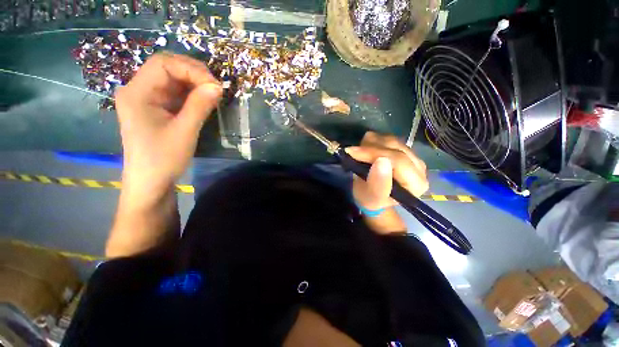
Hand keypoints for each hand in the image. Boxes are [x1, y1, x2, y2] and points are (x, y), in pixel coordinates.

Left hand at [115, 53, 221, 203]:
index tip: (215, 86)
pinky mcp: (155, 108)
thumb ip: (200, 106)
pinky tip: (203, 100)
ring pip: (172, 79)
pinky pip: (174, 92)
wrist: (150, 182)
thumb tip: (218, 86)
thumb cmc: (163, 159)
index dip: (191, 69)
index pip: (163, 64)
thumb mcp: (184, 132)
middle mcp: (138, 90)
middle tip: (216, 89)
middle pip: (167, 67)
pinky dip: (191, 93)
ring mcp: (146, 99)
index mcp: (137, 93)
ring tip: (213, 94)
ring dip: (194, 83)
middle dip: (194, 73)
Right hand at [346, 132, 428, 210]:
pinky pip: (387, 137)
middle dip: (370, 148)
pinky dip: (373, 141)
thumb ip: (378, 184)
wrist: (371, 194)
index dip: (375, 154)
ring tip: (358, 153)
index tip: (353, 153)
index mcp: (416, 184)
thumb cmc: (370, 199)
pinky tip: (365, 150)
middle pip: (395, 147)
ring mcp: (412, 155)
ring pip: (390, 140)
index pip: (398, 161)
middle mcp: (419, 167)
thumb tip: (381, 161)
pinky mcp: (403, 148)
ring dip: (370, 144)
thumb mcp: (371, 198)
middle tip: (351, 152)